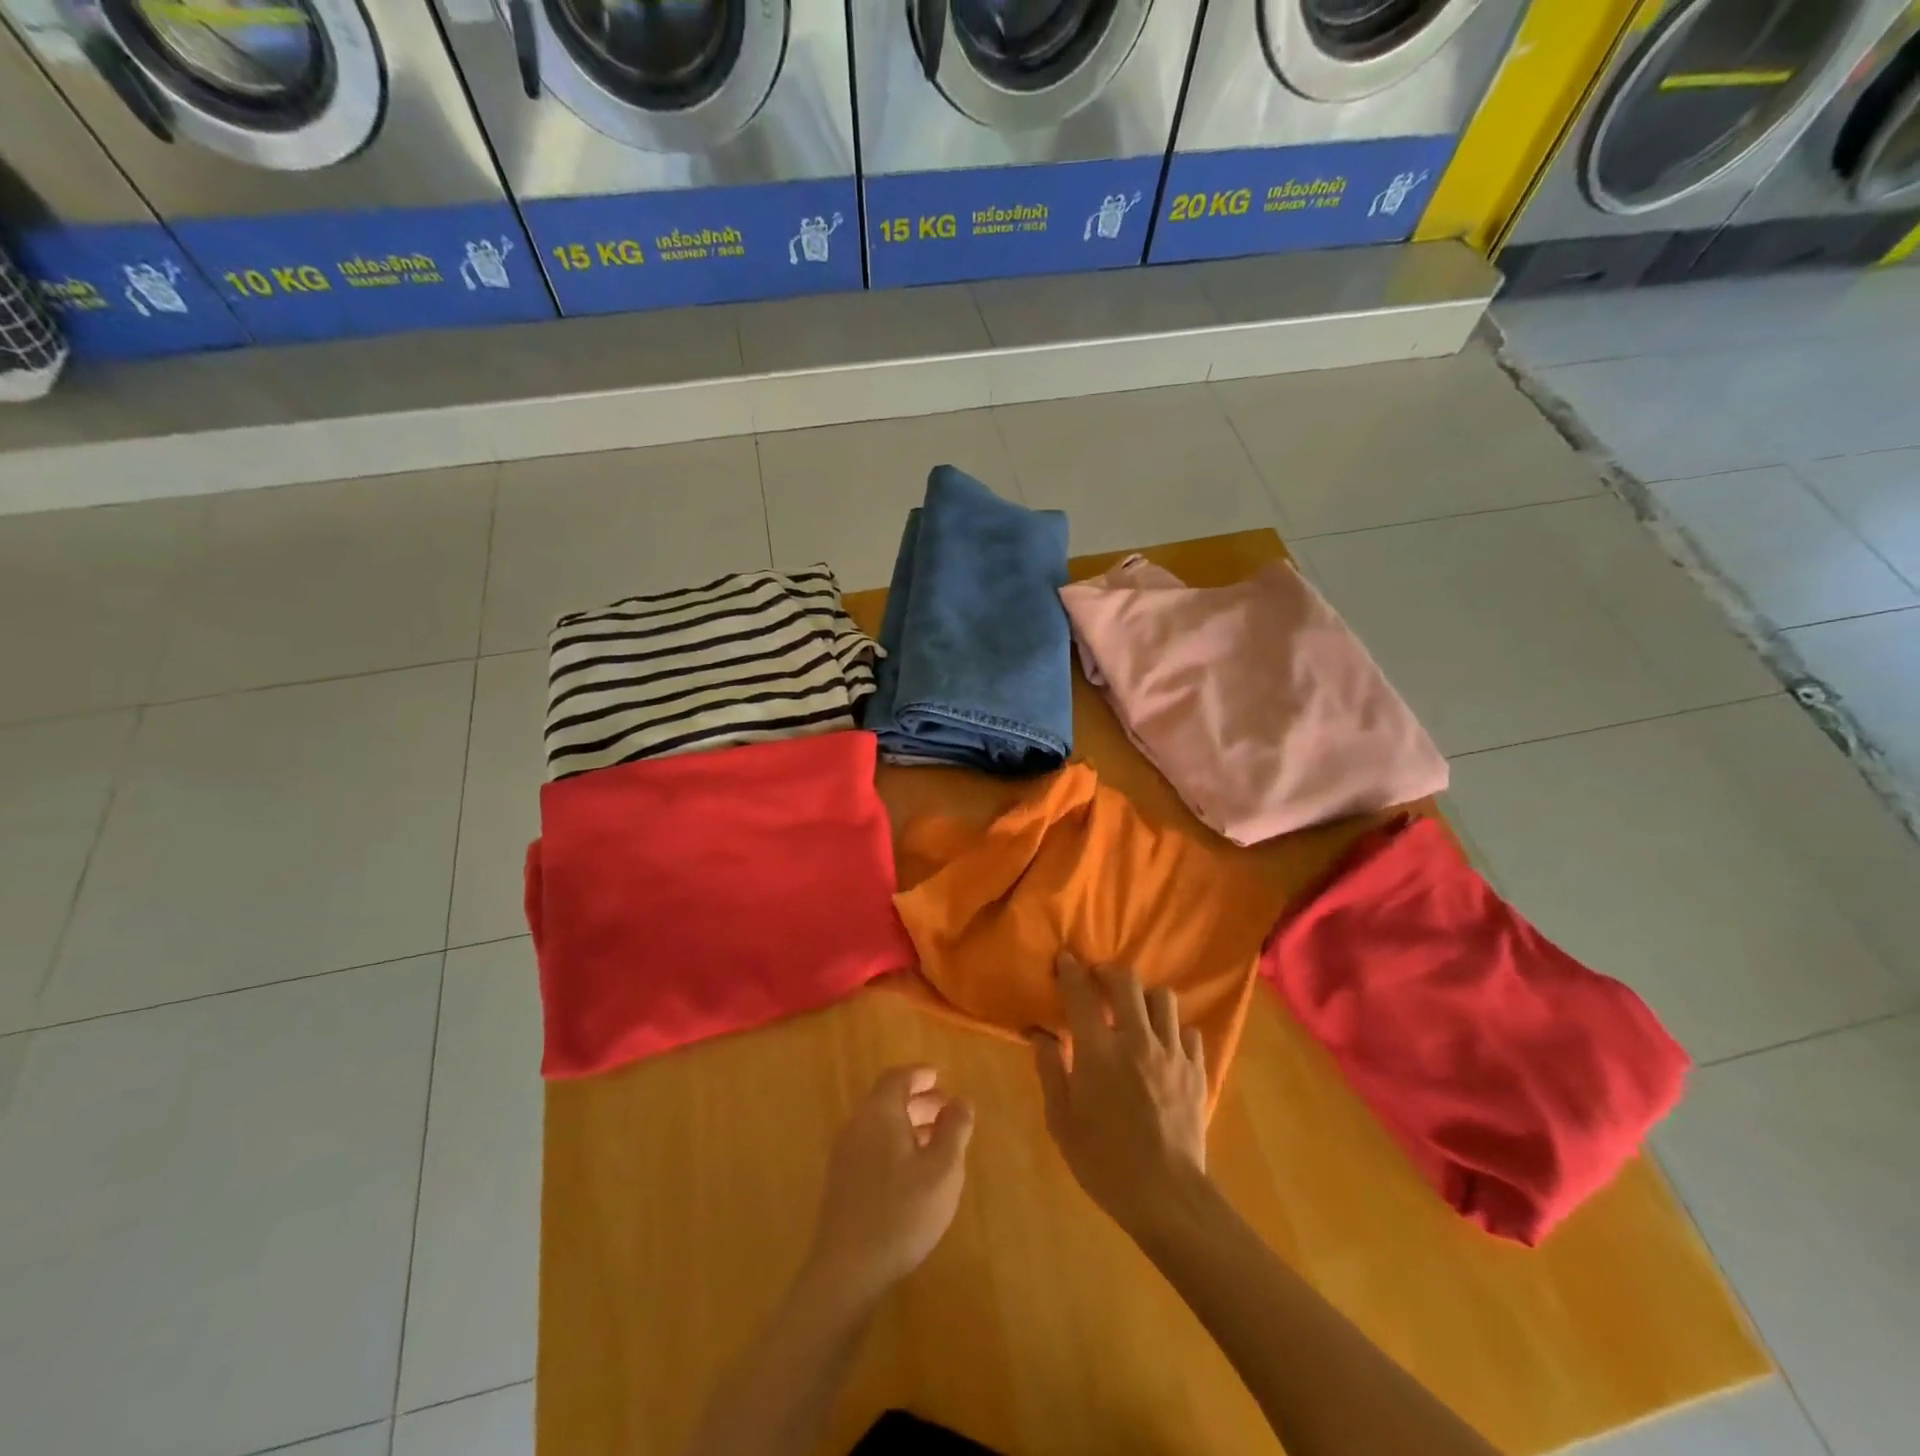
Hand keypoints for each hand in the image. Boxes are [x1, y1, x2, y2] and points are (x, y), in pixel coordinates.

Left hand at [804, 1066, 973, 1308]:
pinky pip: (872, 1146)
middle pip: (887, 1100)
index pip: (897, 1078)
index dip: (920, 1074)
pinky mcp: (842, 1182)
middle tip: (947, 1110)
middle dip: (918, 1100)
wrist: (847, 1270)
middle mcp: (857, 1125)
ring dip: (908, 1124)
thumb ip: (954, 1130)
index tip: (940, 1076)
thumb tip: (961, 1100)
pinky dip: (895, 1144)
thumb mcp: (942, 1170)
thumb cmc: (901, 1212)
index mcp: (879, 1113)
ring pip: (880, 1124)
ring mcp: (845, 1154)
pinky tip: (913, 1171)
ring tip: (937, 1141)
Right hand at [1030, 954, 1208, 1234]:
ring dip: (1145, 998)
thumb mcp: (1061, 1120)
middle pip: (1127, 982)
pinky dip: (1173, 1030)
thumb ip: (1050, 1069)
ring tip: (1135, 1013)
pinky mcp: (1196, 1070)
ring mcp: (1171, 1053)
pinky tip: (1163, 1046)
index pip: (1080, 994)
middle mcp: (1137, 1039)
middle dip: (1109, 973)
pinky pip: (1188, 1031)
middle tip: (1098, 980)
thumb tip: (1039, 1034)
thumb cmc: (1104, 1161)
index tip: (1064, 959)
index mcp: (1098, 1051)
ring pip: (1163, 998)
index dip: (1070, 971)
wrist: (1167, 1197)